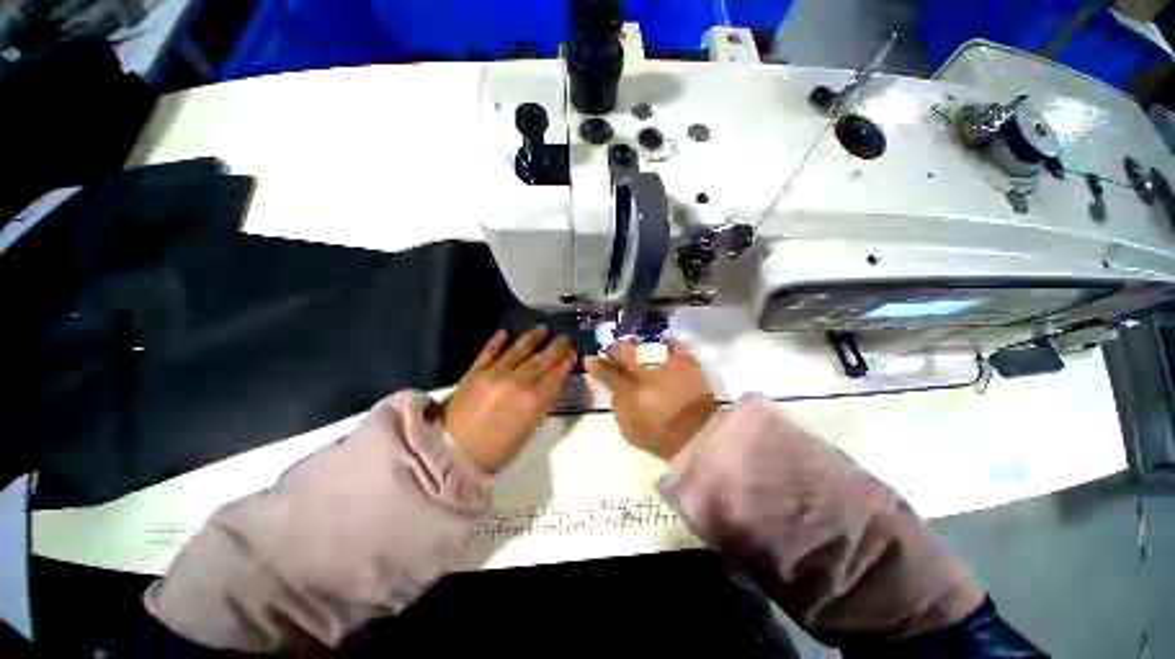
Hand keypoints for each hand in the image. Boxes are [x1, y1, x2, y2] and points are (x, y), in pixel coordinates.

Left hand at [442, 327, 575, 473]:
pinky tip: (505, 332)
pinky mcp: (475, 372)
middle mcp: (518, 383)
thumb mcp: (529, 429)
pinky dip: (497, 341)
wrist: (456, 452)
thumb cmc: (498, 448)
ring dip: (531, 338)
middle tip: (564, 338)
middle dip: (555, 347)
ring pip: (518, 351)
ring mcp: (495, 374)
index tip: (572, 353)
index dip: (565, 363)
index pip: (555, 376)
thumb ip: (542, 403)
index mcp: (533, 401)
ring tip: (541, 329)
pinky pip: (489, 351)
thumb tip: (553, 385)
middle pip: (541, 360)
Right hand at [585, 339, 717, 460]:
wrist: (697, 437)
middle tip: (610, 349)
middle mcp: (646, 375)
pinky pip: (675, 346)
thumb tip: (612, 388)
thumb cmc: (660, 437)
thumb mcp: (629, 429)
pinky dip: (667, 343)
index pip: (607, 373)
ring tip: (632, 345)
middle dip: (613, 350)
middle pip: (623, 354)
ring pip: (645, 347)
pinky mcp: (688, 363)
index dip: (596, 365)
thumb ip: (617, 405)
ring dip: (635, 345)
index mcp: (630, 393)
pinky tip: (662, 343)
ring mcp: (668, 366)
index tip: (590, 359)